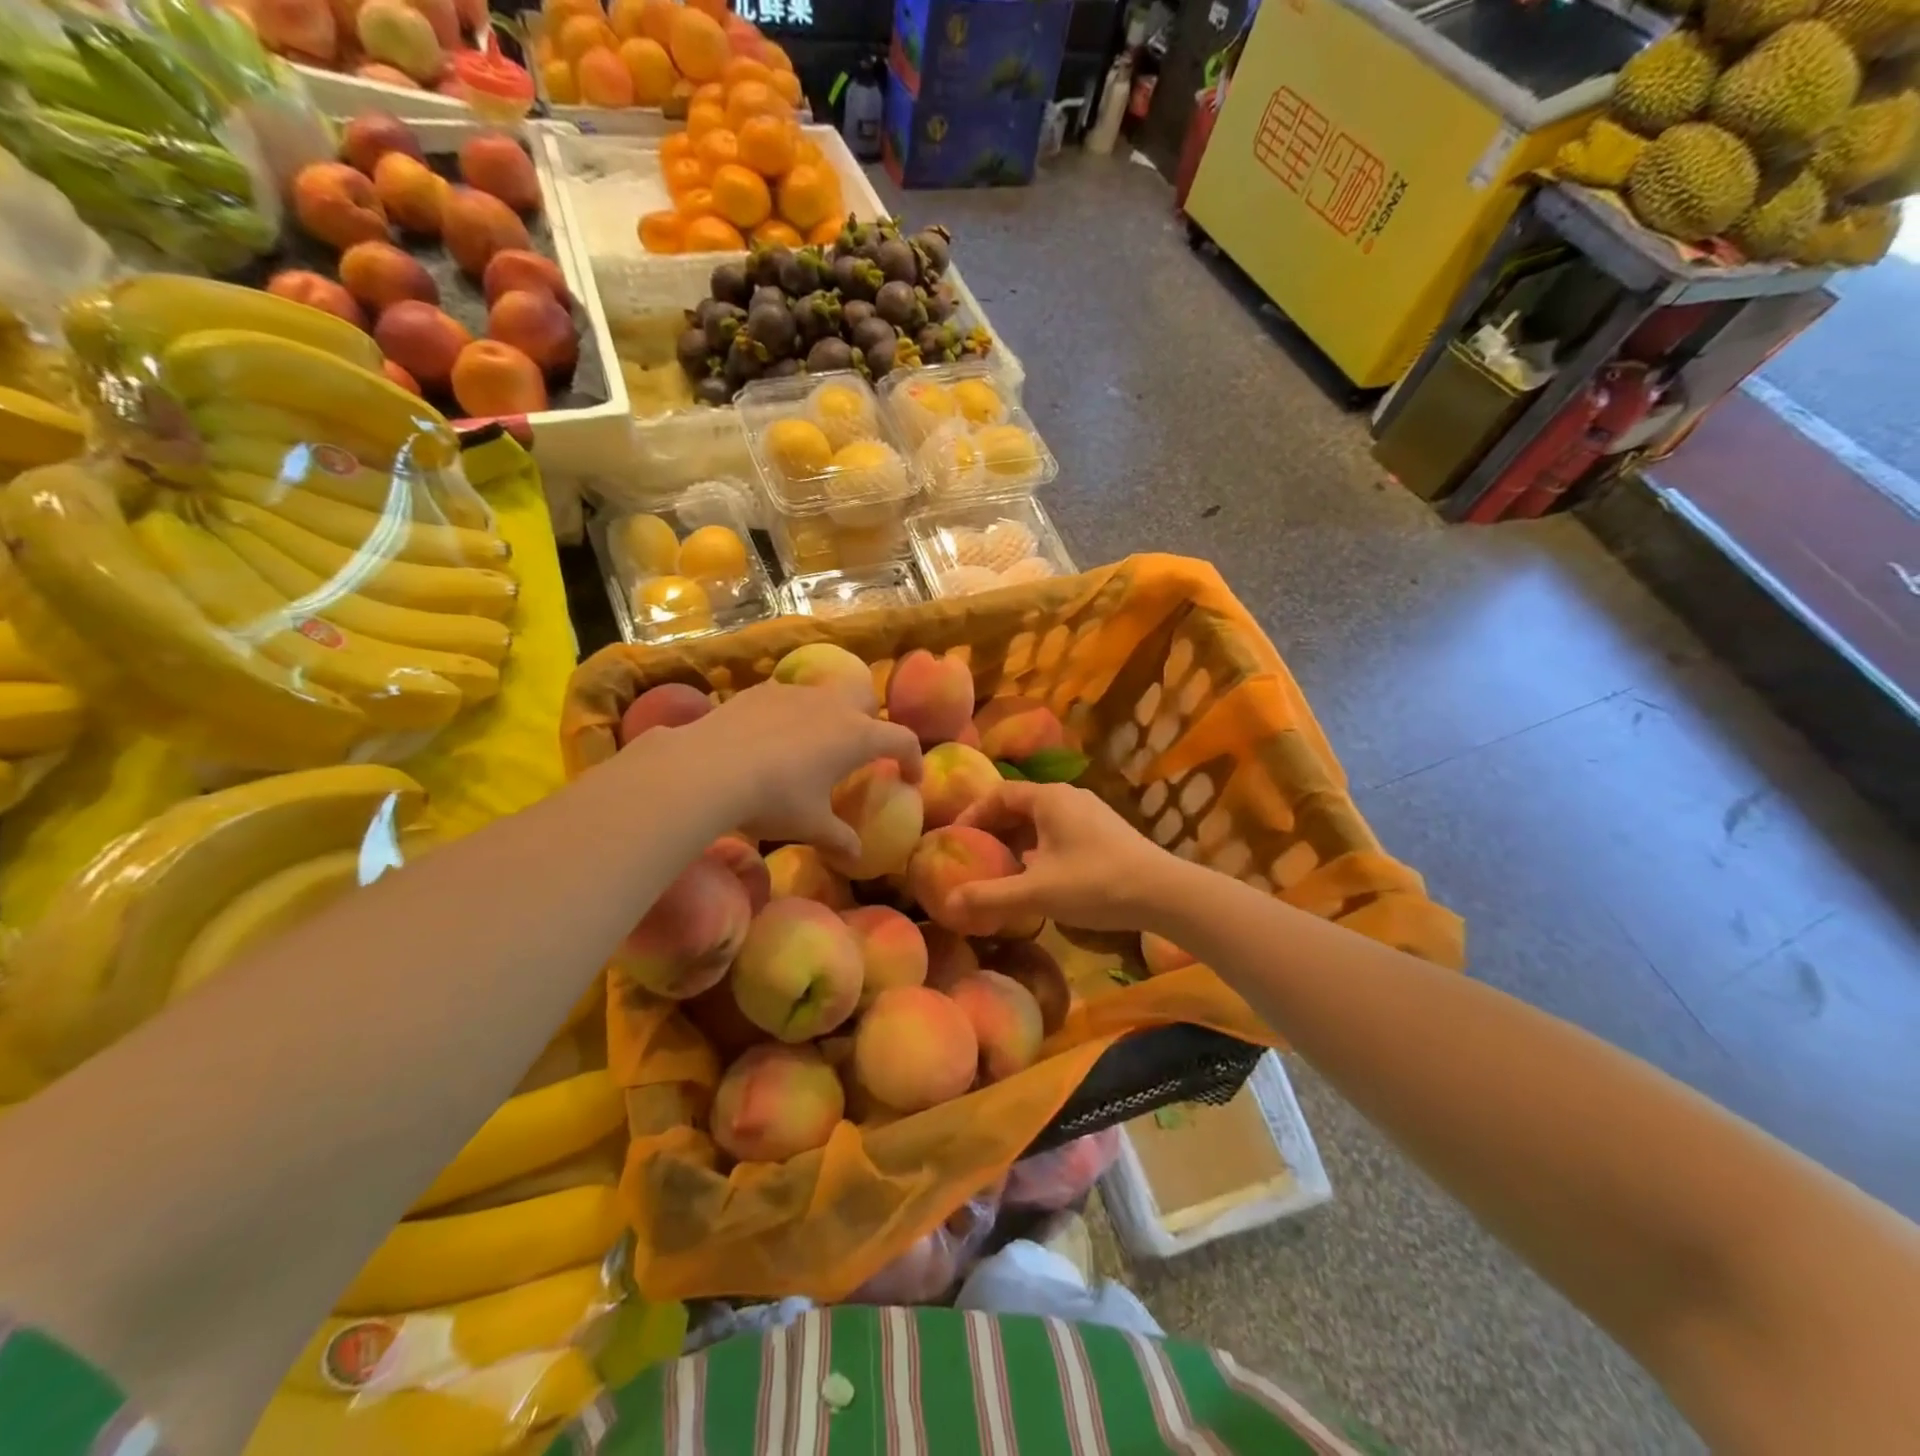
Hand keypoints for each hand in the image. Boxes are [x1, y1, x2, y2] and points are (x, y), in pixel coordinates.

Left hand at [661, 681, 921, 862]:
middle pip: (867, 700)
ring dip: (828, 716)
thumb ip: (839, 839)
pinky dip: (790, 715)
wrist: (709, 768)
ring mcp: (796, 693)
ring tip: (809, 747)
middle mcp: (833, 705)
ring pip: (826, 695)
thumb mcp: (810, 826)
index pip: (902, 740)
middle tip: (856, 752)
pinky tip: (769, 739)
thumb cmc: (773, 799)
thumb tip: (856, 856)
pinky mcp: (762, 690)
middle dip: (870, 721)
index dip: (912, 759)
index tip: (909, 778)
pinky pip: (788, 697)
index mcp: (857, 737)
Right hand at [949, 781, 1181, 934]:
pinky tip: (1039, 876)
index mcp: (1049, 797)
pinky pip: (1061, 831)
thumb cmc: (1095, 883)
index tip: (954, 838)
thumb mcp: (1036, 892)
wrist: (1163, 893)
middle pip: (1020, 805)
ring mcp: (1091, 812)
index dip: (973, 814)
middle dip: (994, 829)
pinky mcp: (1106, 831)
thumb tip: (947, 903)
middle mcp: (1069, 796)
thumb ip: (990, 897)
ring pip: (1042, 820)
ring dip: (1018, 840)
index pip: (999, 794)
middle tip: (973, 855)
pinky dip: (1041, 847)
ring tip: (1001, 868)